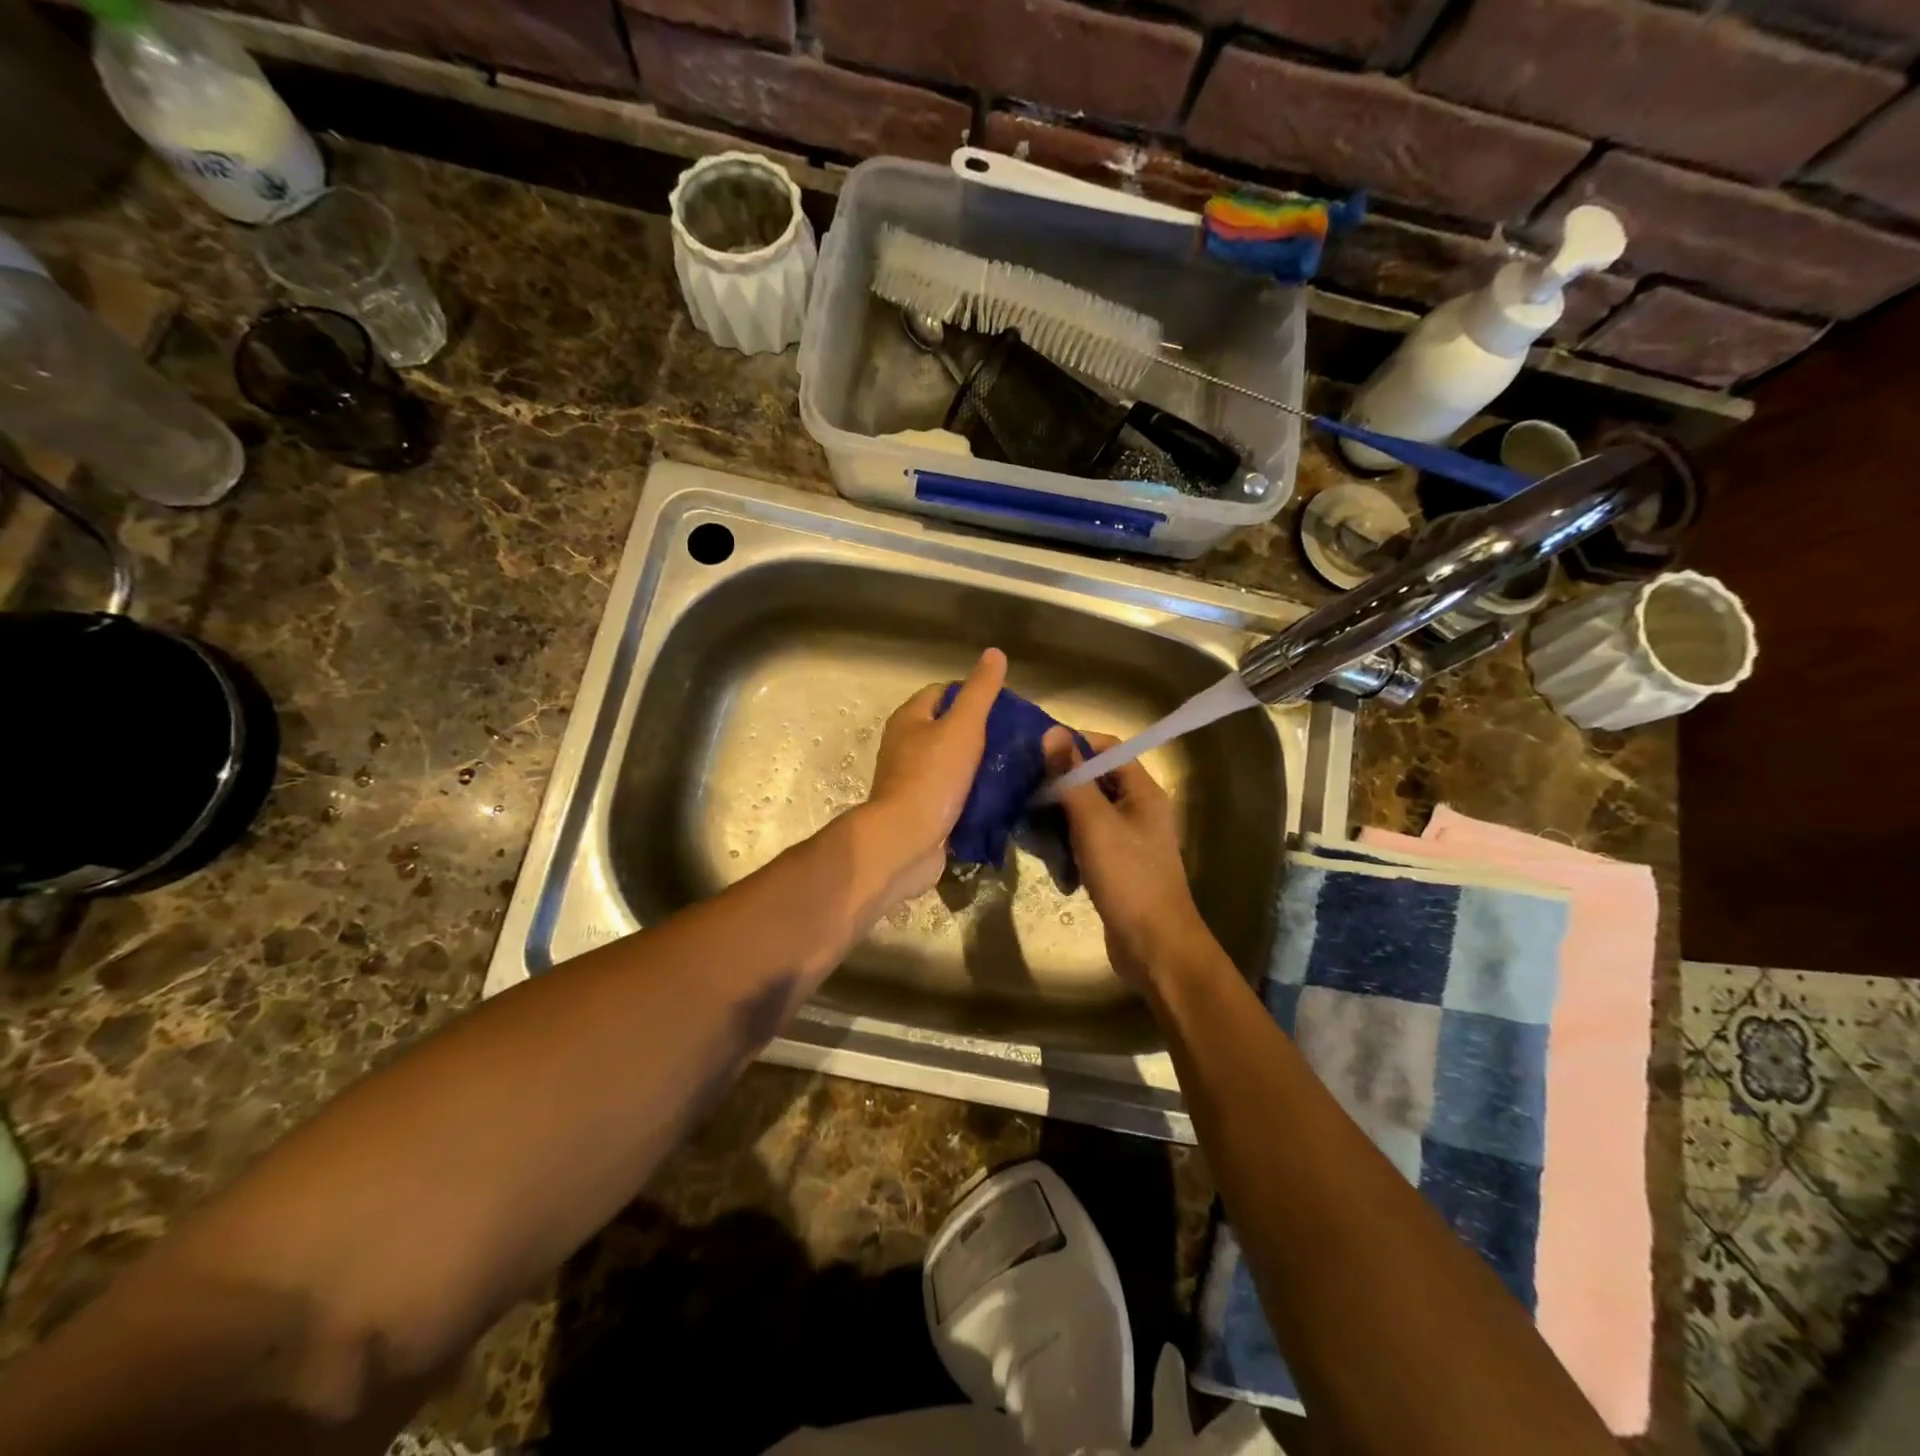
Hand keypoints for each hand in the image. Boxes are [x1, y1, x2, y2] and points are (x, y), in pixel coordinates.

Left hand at [862, 648, 1006, 902]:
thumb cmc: (933, 777)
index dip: (972, 692)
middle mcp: (905, 746)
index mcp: (909, 719)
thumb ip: (980, 691)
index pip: (942, 691)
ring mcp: (913, 780)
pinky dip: (974, 793)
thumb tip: (995, 653)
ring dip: (979, 765)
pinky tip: (1000, 797)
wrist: (906, 841)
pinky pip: (953, 794)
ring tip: (1015, 766)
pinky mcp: (923, 810)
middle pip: (948, 728)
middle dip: (980, 731)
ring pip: (952, 763)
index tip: (1005, 705)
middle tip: (1015, 738)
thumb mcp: (962, 726)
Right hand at [1042, 729, 1212, 987]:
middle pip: (1095, 780)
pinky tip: (1047, 856)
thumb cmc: (1128, 878)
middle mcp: (1139, 810)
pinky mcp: (1116, 866)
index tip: (1037, 753)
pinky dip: (1067, 843)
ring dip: (1059, 816)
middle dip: (1060, 783)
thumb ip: (1072, 778)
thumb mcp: (1095, 824)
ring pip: (1087, 813)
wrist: (1154, 947)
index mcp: (1144, 792)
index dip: (1074, 744)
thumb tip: (1052, 732)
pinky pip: (1086, 841)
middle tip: (1024, 789)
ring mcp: (1128, 840)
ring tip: (1028, 822)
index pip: (1108, 748)